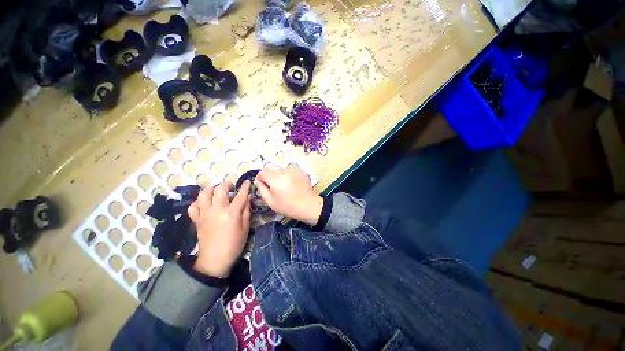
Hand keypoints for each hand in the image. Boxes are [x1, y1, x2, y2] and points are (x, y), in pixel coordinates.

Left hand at [187, 181, 250, 276]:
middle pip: (219, 189)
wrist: (215, 260)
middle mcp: (217, 210)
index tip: (247, 181)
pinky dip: (198, 202)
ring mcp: (204, 214)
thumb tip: (248, 197)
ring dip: (211, 189)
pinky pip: (193, 206)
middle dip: (227, 184)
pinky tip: (205, 204)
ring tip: (217, 192)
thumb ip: (246, 210)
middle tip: (231, 186)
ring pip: (203, 194)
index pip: (240, 195)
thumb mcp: (245, 227)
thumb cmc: (234, 244)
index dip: (245, 187)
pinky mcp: (196, 220)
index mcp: (231, 213)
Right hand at [254, 164, 322, 225]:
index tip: (262, 183)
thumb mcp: (271, 202)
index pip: (262, 172)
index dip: (260, 177)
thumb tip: (257, 181)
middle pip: (270, 165)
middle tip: (271, 183)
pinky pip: (291, 168)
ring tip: (284, 184)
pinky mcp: (301, 170)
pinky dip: (288, 173)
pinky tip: (292, 182)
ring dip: (279, 173)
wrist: (308, 206)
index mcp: (275, 179)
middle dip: (267, 173)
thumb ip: (262, 190)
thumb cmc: (288, 206)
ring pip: (281, 167)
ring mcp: (294, 169)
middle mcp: (284, 171)